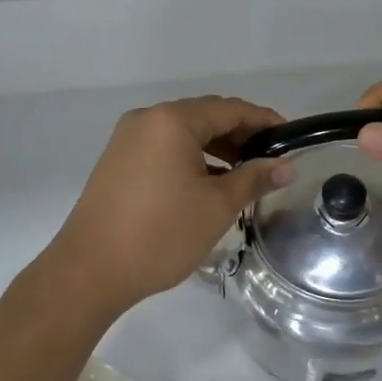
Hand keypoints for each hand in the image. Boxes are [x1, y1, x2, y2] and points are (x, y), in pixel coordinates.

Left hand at [46, 96, 294, 314]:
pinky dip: (191, 159)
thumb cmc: (161, 234)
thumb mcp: (216, 206)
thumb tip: (286, 166)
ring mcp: (128, 139)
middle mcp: (148, 119)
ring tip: (245, 175)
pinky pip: (164, 148)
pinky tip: (209, 184)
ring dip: (216, 148)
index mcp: (172, 120)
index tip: (291, 140)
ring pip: (184, 133)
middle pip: (205, 116)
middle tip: (271, 160)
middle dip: (241, 135)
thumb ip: (254, 179)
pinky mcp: (118, 161)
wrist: (90, 271)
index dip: (265, 122)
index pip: (230, 109)